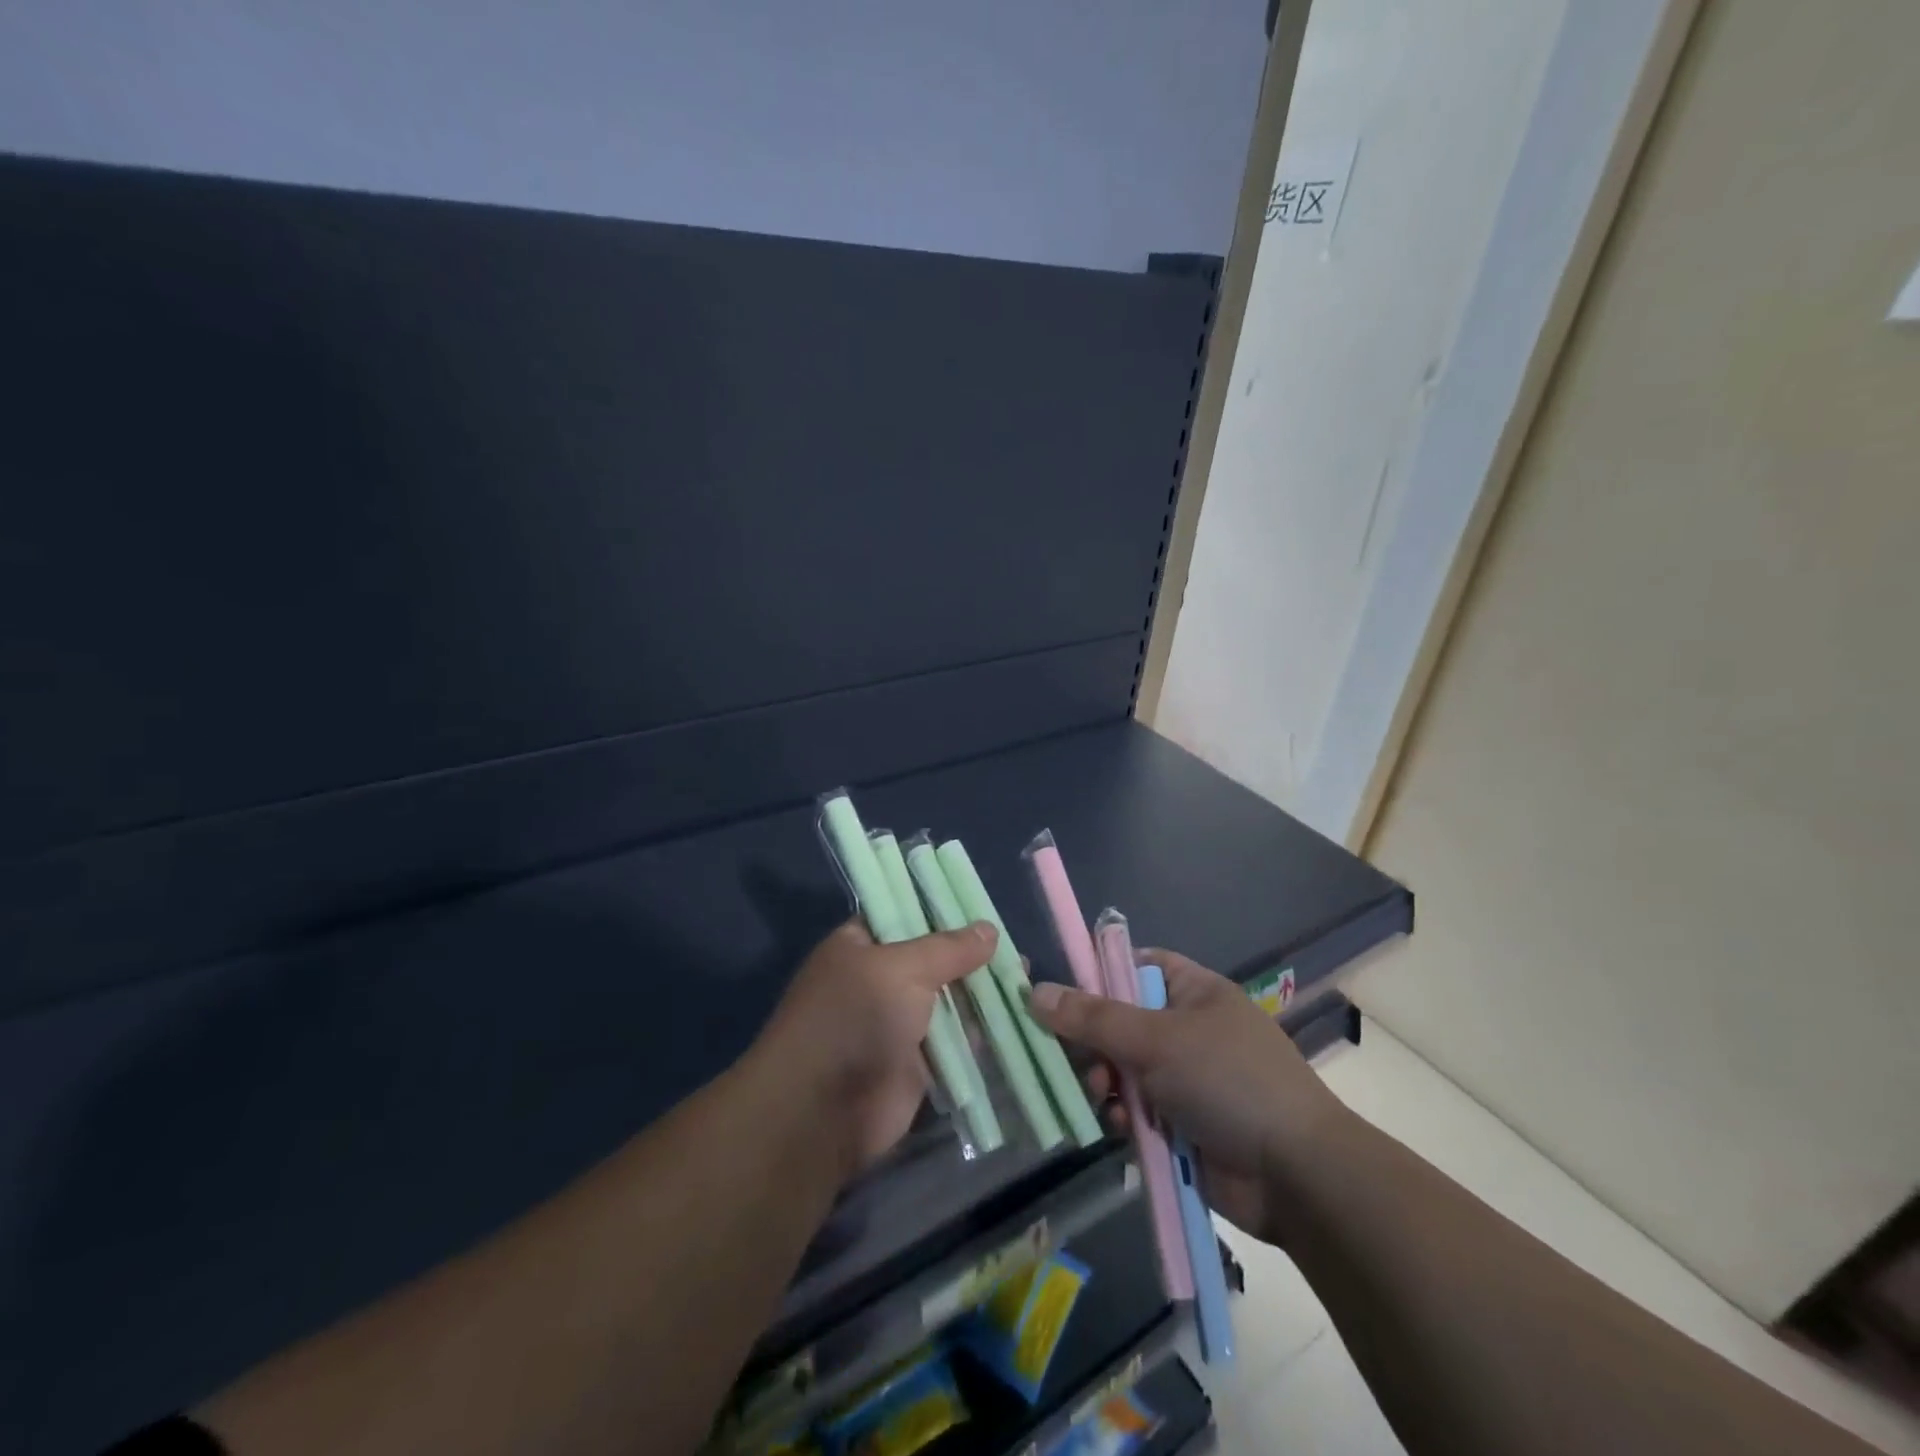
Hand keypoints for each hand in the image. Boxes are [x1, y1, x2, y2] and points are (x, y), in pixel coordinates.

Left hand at [751, 919, 995, 1182]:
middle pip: (934, 959)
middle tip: (1016, 948)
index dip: (942, 909)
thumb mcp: (901, 968)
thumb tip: (990, 930)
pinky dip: (982, 1031)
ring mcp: (898, 1023)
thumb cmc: (854, 1019)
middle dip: (972, 954)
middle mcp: (879, 980)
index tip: (984, 906)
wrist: (822, 1113)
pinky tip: (1020, 1017)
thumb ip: (948, 949)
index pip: (904, 914)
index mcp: (860, 945)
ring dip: (982, 992)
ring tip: (1027, 977)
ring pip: (949, 1000)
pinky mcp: (918, 1064)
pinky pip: (956, 1040)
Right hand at [1030, 949, 1349, 1245]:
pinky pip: (1135, 1109)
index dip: (1098, 974)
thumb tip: (1034, 992)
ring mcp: (1186, 1078)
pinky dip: (1122, 1115)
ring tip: (1099, 1094)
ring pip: (1123, 1068)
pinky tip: (1117, 1127)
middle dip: (1095, 1040)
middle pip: (1121, 1021)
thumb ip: (1093, 1017)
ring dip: (1105, 1081)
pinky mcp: (1182, 1124)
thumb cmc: (1228, 1081)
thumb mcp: (1156, 1039)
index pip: (1135, 966)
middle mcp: (1189, 1029)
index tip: (1060, 994)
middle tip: (1077, 1057)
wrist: (1295, 1176)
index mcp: (1194, 992)